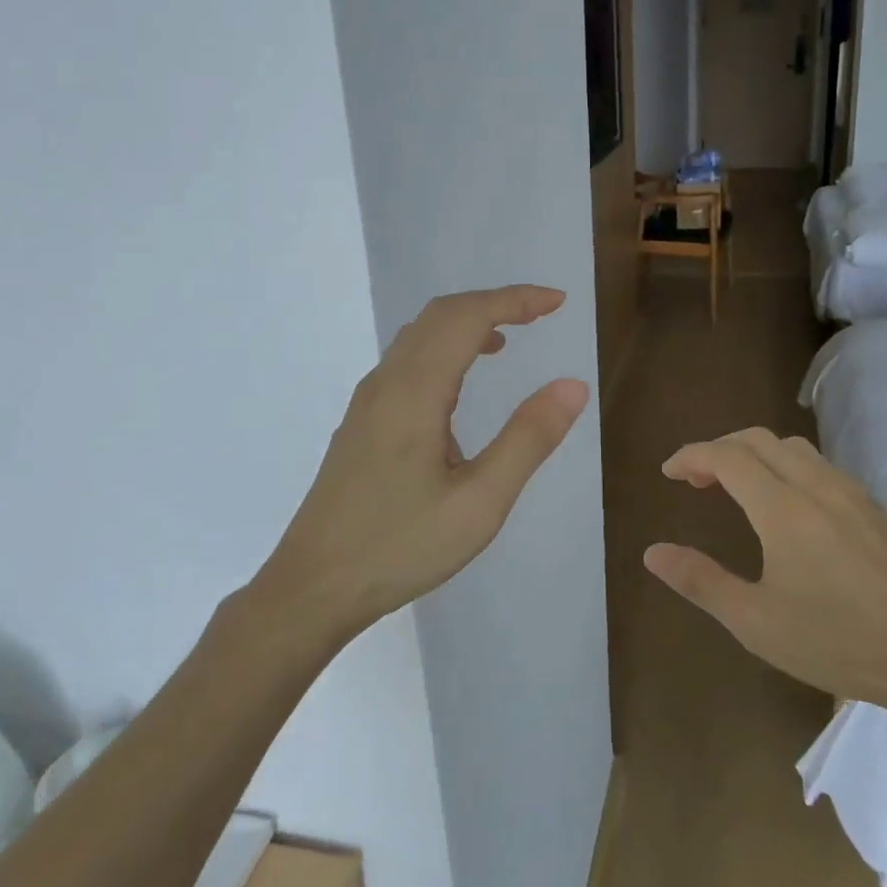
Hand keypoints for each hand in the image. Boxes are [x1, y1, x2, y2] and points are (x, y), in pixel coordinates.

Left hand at [265, 286, 587, 638]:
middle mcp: (387, 382)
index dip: (515, 299)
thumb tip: (573, 385)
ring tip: (509, 339)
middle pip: (441, 315)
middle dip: (494, 303)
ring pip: (419, 335)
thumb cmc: (400, 547)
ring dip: (467, 323)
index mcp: (415, 392)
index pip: (468, 317)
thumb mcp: (480, 502)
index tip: (558, 302)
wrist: (312, 586)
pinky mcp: (362, 421)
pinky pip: (407, 360)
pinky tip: (462, 384)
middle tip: (541, 312)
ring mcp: (368, 401)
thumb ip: (528, 439)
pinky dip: (445, 347)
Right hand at [645, 427, 886, 710]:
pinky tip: (787, 505)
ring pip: (791, 447)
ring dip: (754, 453)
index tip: (668, 473)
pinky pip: (818, 465)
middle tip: (696, 481)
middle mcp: (816, 485)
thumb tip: (652, 553)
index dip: (692, 457)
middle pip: (757, 440)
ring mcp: (850, 492)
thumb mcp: (755, 622)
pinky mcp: (872, 507)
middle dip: (719, 449)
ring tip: (737, 486)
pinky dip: (785, 465)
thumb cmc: (836, 642)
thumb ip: (701, 581)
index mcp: (783, 508)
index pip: (726, 456)